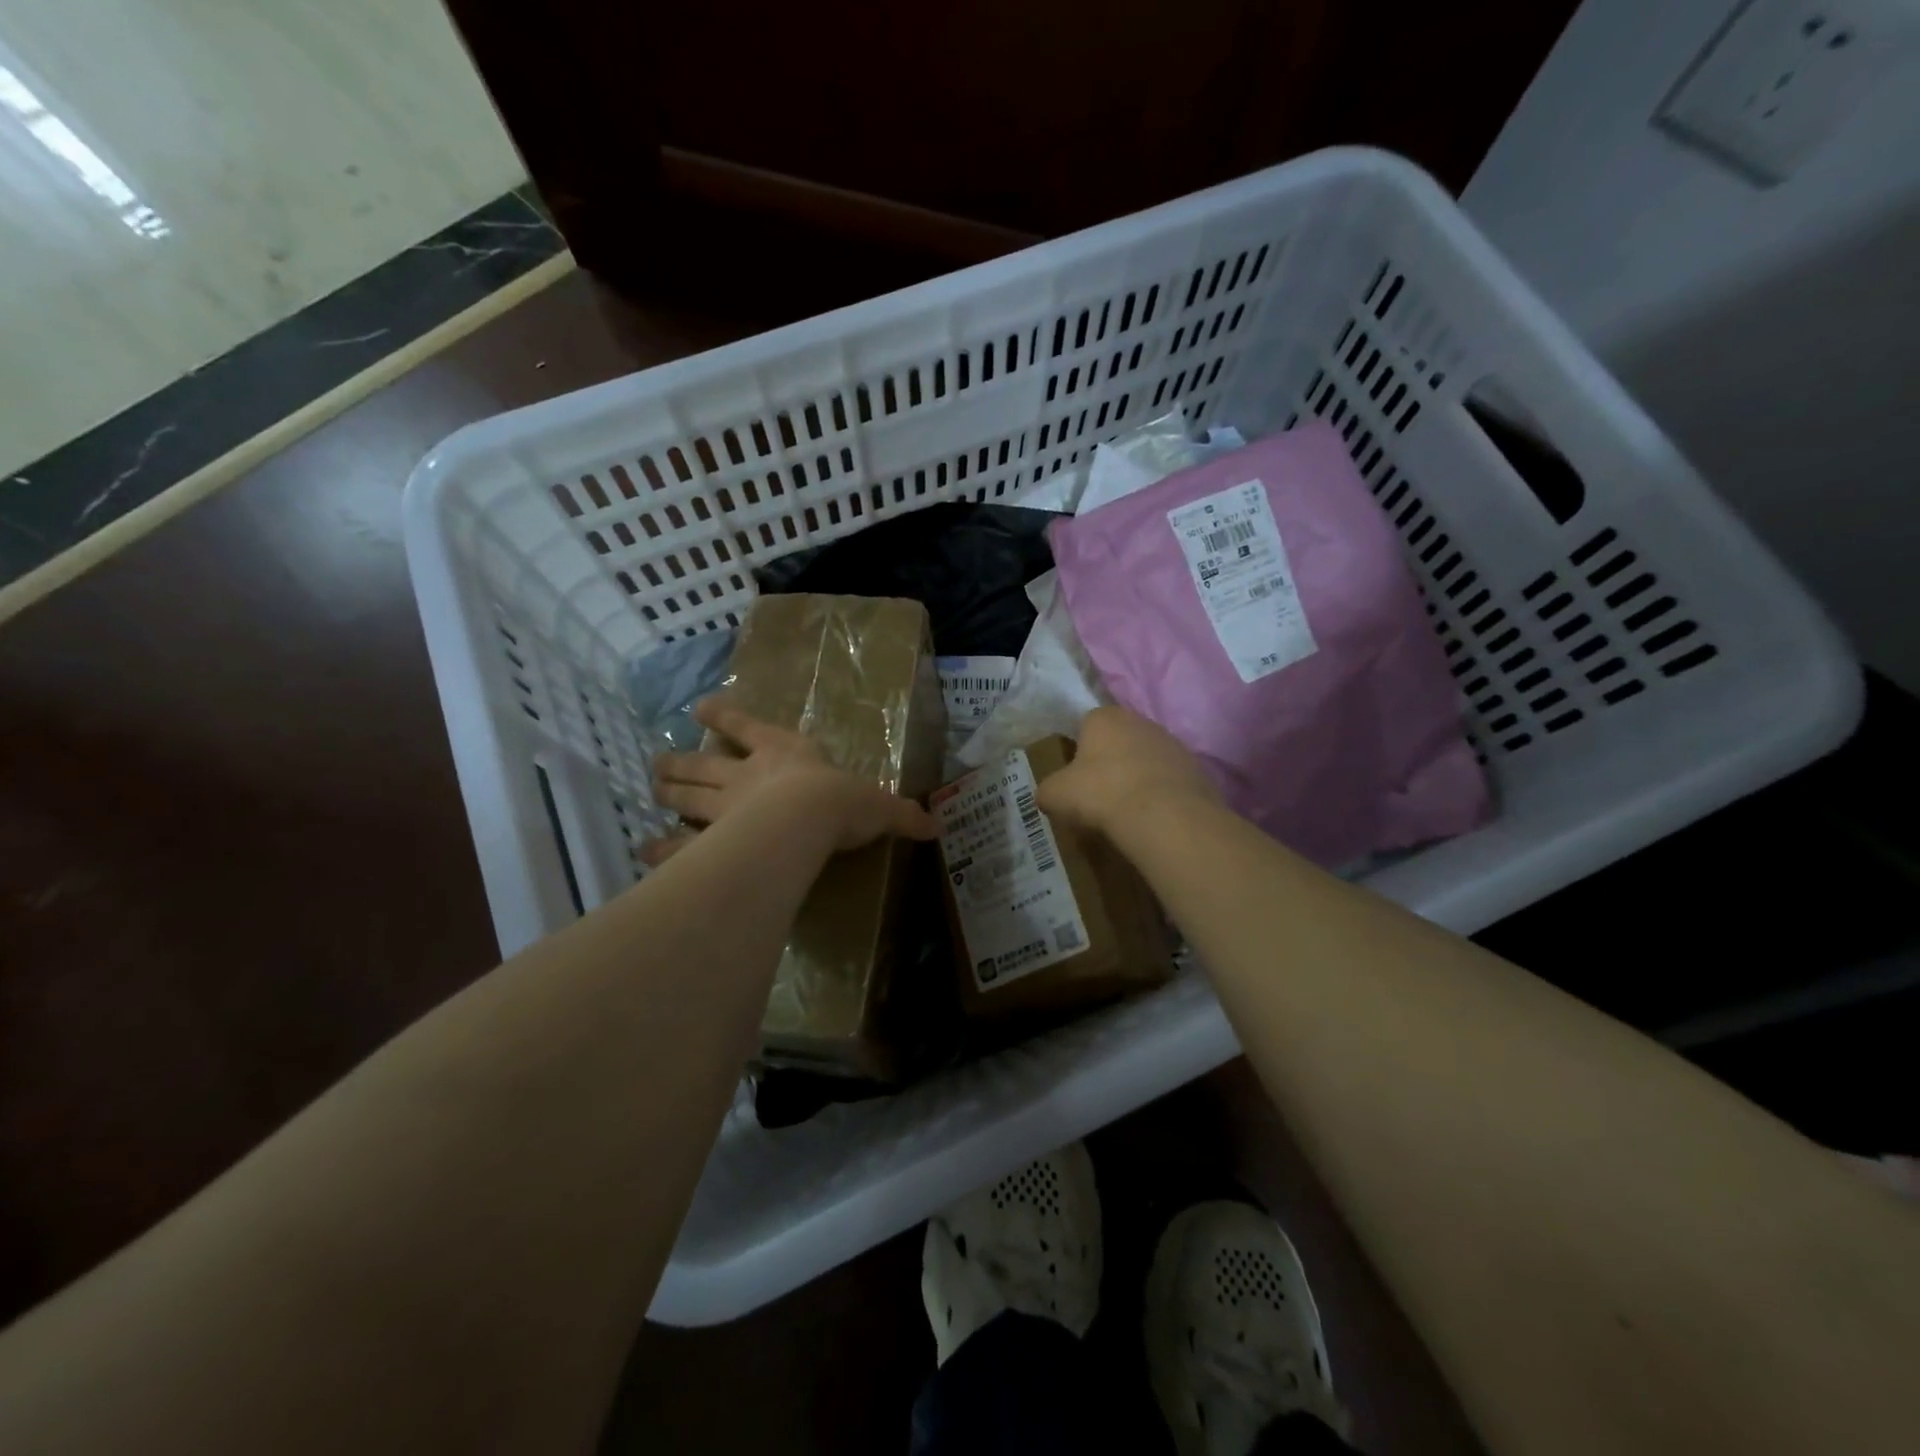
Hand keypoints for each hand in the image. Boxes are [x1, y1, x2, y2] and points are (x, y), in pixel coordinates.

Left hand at [642, 697, 936, 865]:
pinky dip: (661, 848)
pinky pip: (680, 844)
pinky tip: (644, 851)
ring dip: (668, 791)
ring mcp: (723, 807)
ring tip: (652, 786)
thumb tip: (937, 826)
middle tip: (660, 760)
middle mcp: (746, 775)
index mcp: (784, 754)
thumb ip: (901, 815)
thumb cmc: (840, 802)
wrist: (805, 821)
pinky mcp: (711, 842)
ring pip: (686, 795)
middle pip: (705, 764)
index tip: (699, 707)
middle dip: (683, 761)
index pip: (748, 727)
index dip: (725, 717)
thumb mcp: (878, 807)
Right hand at [1038, 705, 1219, 836]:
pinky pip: (1168, 779)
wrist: (1163, 816)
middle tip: (1099, 795)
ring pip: (1145, 758)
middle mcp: (1140, 720)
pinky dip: (1160, 794)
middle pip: (1118, 740)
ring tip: (1127, 810)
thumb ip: (1047, 791)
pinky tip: (1152, 816)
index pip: (1085, 726)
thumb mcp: (1056, 795)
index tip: (1076, 779)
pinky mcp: (1195, 768)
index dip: (1079, 752)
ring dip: (1137, 777)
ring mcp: (1172, 742)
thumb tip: (1048, 796)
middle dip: (1109, 762)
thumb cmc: (1101, 793)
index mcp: (1104, 717)